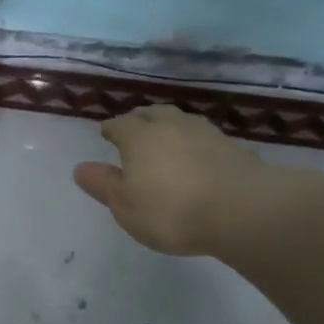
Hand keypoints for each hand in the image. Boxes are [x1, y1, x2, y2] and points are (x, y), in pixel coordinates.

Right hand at [72, 104, 309, 256]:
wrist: (243, 210)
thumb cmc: (171, 209)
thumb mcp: (125, 205)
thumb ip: (103, 185)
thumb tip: (80, 168)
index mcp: (139, 137)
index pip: (120, 125)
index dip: (111, 129)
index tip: (106, 133)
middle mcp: (171, 126)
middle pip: (152, 114)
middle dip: (140, 119)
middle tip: (134, 128)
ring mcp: (206, 134)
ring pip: (181, 121)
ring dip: (170, 126)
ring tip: (166, 137)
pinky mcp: (234, 148)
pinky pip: (206, 138)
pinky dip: (196, 143)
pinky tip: (198, 155)